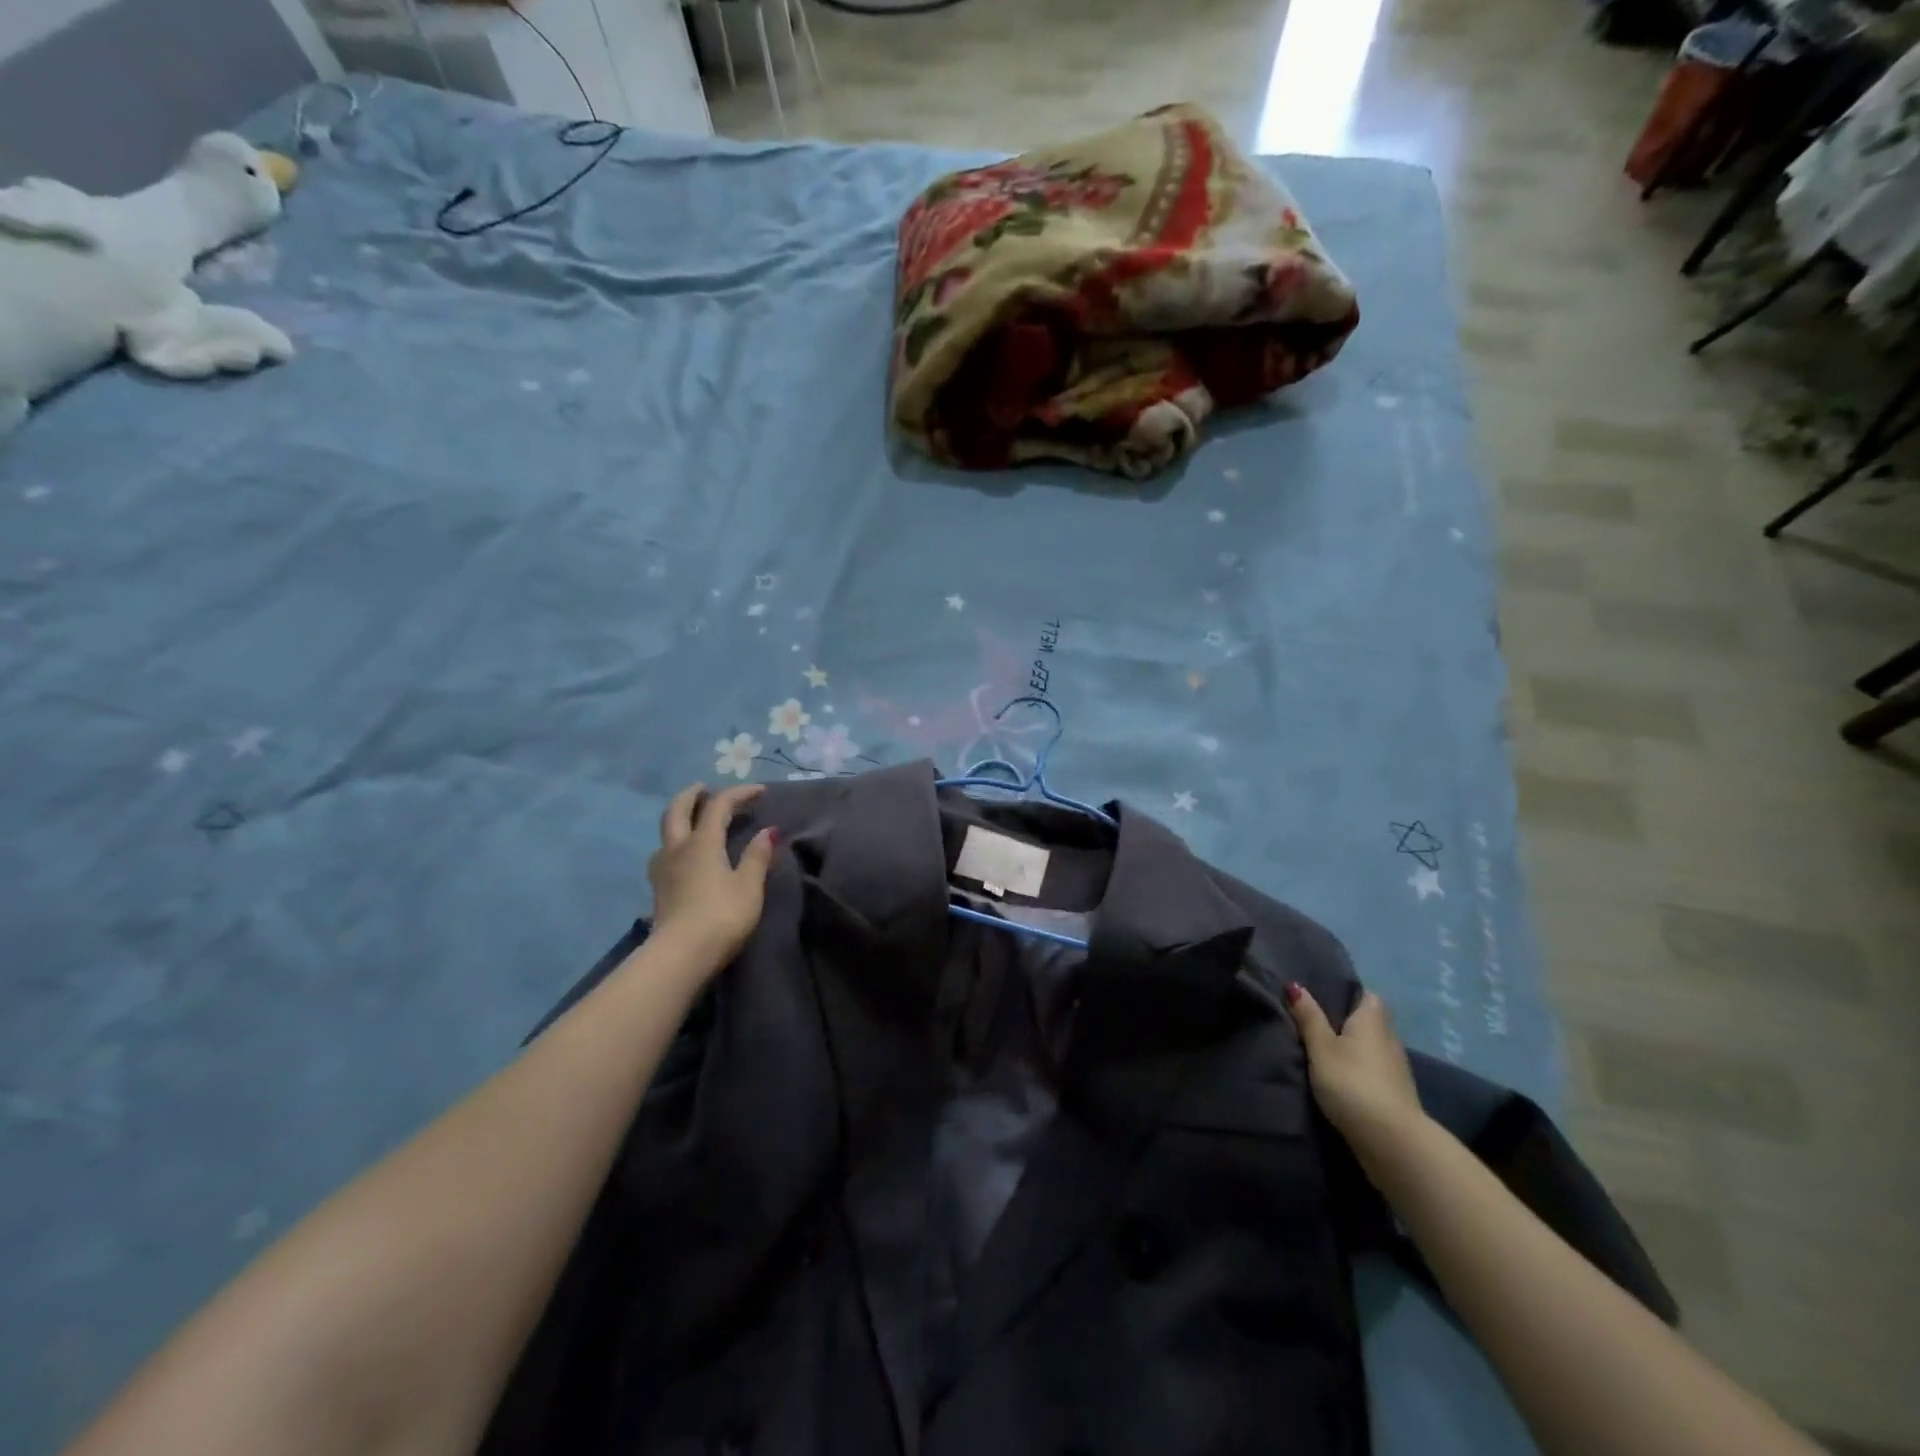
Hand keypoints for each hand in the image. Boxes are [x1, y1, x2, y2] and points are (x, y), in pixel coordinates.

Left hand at [648, 783, 777, 967]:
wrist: (680, 955)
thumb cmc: (721, 916)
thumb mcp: (749, 886)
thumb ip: (757, 856)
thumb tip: (768, 831)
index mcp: (702, 842)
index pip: (719, 805)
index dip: (739, 793)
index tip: (761, 791)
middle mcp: (677, 848)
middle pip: (677, 810)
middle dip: (691, 795)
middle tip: (704, 788)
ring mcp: (662, 869)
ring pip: (666, 832)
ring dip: (679, 818)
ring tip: (694, 821)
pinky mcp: (657, 889)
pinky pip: (664, 853)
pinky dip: (676, 843)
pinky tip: (684, 856)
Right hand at [1285, 984, 1425, 1177]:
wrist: (1391, 1141)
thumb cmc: (1352, 1082)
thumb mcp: (1321, 1047)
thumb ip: (1309, 1018)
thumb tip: (1295, 985)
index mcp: (1373, 1020)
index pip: (1368, 996)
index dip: (1349, 994)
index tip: (1324, 999)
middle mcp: (1390, 1039)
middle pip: (1370, 1022)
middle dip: (1349, 1023)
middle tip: (1316, 1024)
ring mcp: (1397, 1069)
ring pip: (1373, 1048)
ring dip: (1355, 1050)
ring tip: (1325, 1053)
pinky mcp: (1397, 1095)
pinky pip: (1376, 1071)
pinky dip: (1361, 1071)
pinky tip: (1343, 1080)